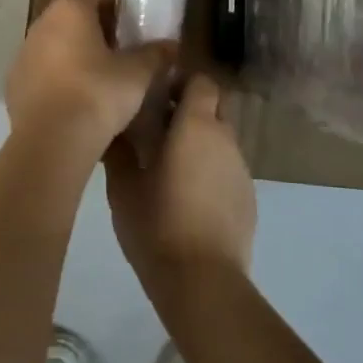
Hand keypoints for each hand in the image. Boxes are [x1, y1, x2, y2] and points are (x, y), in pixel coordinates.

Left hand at [6, 0, 173, 153]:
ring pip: (54, 43)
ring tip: (98, 80)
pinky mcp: (13, 83)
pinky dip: (56, 79)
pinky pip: (40, 71)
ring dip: (73, 54)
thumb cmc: (98, 94)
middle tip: (119, 52)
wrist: (52, 141)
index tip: (130, 22)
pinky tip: (74, 102)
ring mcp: (23, 53)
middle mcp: (42, 23)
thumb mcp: (137, 75)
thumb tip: (171, 46)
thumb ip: (155, 55)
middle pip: (71, 15)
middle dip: (94, 29)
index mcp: (70, 10)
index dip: (113, 2)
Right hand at [106, 73, 255, 300]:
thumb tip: (113, 126)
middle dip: (192, 108)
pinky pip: (228, 169)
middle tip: (159, 127)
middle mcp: (226, 139)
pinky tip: (189, 197)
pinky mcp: (249, 198)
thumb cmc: (157, 224)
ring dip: (200, 142)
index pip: (202, 81)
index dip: (182, 82)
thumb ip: (119, 150)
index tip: (156, 92)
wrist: (202, 281)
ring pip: (222, 139)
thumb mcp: (123, 186)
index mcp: (196, 125)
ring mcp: (242, 170)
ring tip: (170, 165)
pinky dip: (211, 170)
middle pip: (215, 106)